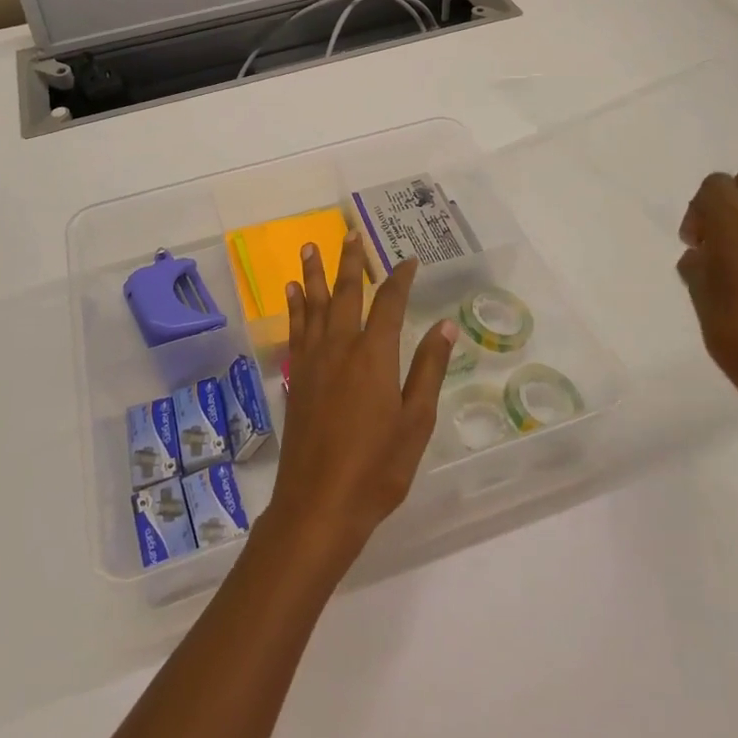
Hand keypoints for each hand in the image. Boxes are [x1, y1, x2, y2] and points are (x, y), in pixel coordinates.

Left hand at [269, 235, 455, 577]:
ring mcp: (313, 361)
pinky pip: (295, 329)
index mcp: (374, 355)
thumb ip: (428, 369)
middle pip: (345, 292)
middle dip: (350, 260)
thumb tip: (445, 324)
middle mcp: (340, 347)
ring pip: (313, 304)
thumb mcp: (415, 421)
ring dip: (314, 273)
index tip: (409, 260)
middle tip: (349, 232)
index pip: (389, 303)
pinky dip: (295, 307)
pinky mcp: (295, 377)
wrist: (319, 505)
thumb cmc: (377, 468)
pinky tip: (292, 293)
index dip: (399, 278)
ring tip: (311, 246)